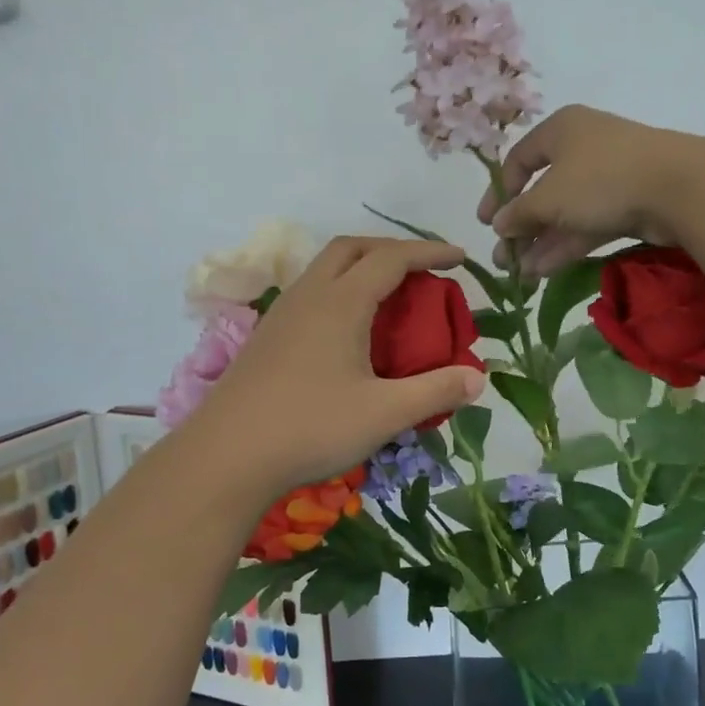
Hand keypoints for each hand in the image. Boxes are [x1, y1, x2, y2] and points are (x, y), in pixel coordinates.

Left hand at [176, 237, 487, 496]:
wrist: (225, 457)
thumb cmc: (309, 428)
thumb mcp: (383, 413)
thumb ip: (435, 392)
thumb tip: (479, 379)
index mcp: (340, 303)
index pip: (392, 259)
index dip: (429, 252)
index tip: (459, 258)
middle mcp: (309, 297)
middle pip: (352, 248)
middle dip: (391, 249)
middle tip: (422, 270)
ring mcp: (282, 315)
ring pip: (325, 269)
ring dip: (361, 267)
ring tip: (389, 295)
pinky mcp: (266, 338)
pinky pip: (310, 293)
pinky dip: (339, 290)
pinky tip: (348, 329)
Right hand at [478, 105, 704, 275]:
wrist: (680, 188)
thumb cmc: (601, 179)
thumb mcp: (548, 198)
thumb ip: (519, 213)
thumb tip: (499, 225)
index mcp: (561, 130)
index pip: (519, 159)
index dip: (499, 192)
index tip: (486, 222)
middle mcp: (583, 148)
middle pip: (543, 191)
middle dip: (521, 229)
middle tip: (503, 259)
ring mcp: (609, 176)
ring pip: (566, 212)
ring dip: (541, 244)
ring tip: (521, 276)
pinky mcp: (629, 203)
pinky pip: (588, 224)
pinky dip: (566, 246)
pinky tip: (544, 272)